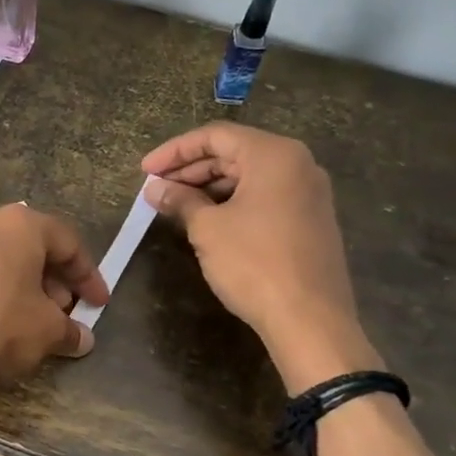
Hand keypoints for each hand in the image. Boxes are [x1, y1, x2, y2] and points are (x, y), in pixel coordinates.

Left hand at [0, 204, 107, 410]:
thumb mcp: (47, 332)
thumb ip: (69, 330)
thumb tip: (83, 339)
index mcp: (18, 225)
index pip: (66, 241)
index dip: (88, 274)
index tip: (98, 303)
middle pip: (26, 247)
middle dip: (50, 279)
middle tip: (62, 312)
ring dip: (15, 287)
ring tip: (25, 321)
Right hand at [141, 123, 380, 392]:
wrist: (310, 319)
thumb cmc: (254, 264)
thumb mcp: (207, 229)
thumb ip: (180, 200)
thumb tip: (155, 189)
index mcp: (274, 155)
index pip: (215, 136)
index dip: (174, 151)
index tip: (144, 170)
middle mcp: (298, 164)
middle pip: (234, 153)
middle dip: (190, 169)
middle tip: (156, 190)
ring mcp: (308, 193)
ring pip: (249, 176)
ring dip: (209, 187)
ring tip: (175, 206)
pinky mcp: (310, 219)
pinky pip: (264, 196)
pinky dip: (232, 202)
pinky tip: (207, 221)